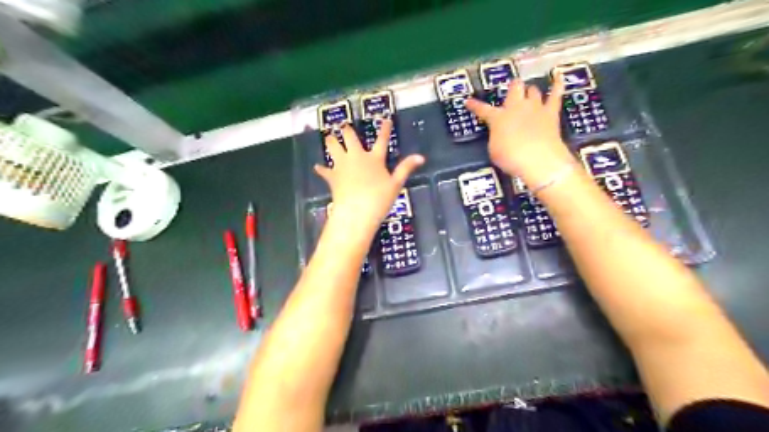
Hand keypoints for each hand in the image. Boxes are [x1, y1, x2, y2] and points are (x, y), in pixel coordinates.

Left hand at [312, 119, 423, 234]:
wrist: (356, 211)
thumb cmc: (379, 199)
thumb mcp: (396, 184)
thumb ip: (406, 168)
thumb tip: (421, 156)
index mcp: (374, 159)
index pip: (381, 141)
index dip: (384, 129)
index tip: (385, 118)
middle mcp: (356, 157)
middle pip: (350, 138)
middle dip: (347, 130)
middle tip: (344, 126)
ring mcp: (342, 165)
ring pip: (333, 147)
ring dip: (331, 142)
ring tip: (329, 137)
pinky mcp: (332, 176)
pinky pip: (325, 170)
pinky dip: (321, 169)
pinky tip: (317, 167)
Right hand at [461, 77, 575, 184]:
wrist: (538, 160)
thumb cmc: (511, 158)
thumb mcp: (494, 150)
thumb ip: (495, 137)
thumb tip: (500, 133)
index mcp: (498, 118)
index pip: (482, 109)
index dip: (475, 105)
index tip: (468, 101)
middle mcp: (516, 107)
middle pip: (514, 89)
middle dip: (512, 88)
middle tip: (511, 91)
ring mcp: (535, 108)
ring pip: (532, 90)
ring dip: (529, 91)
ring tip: (529, 92)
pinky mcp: (551, 113)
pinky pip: (556, 94)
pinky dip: (557, 84)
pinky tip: (559, 75)